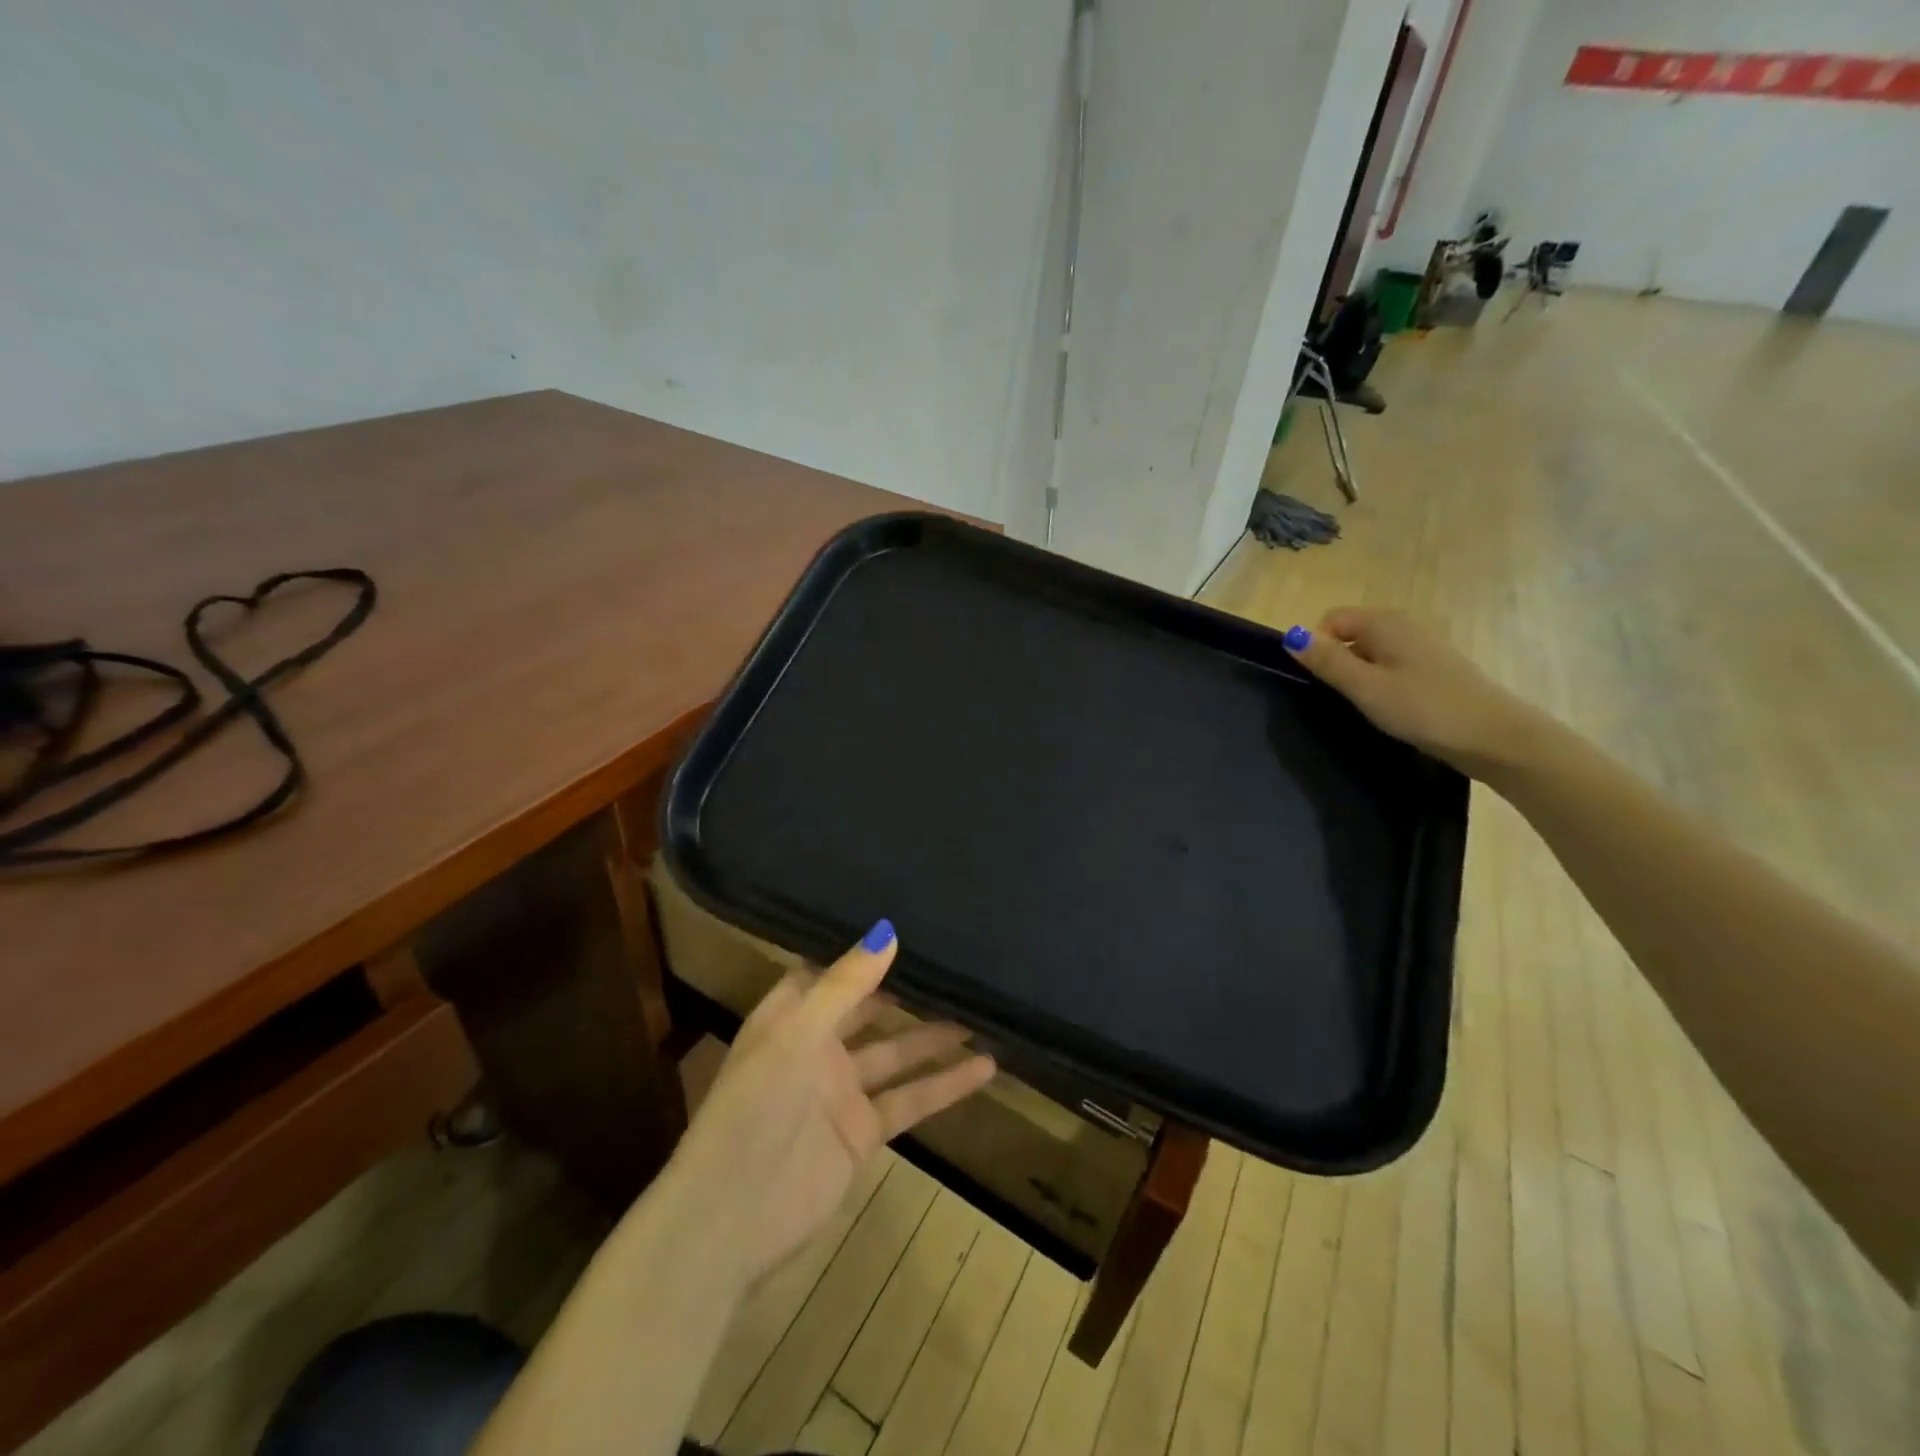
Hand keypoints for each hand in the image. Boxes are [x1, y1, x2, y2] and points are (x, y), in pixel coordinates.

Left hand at [666, 921, 996, 1285]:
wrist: (731, 1220)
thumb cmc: (754, 1108)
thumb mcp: (797, 1035)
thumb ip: (845, 986)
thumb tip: (889, 932)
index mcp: (788, 1018)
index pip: (827, 973)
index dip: (860, 954)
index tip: (905, 928)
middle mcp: (815, 1048)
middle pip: (868, 1010)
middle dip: (905, 991)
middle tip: (954, 966)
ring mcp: (840, 1092)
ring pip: (896, 1053)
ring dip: (934, 1037)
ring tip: (981, 1014)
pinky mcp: (862, 1132)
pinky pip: (910, 1099)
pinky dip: (946, 1085)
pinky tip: (985, 1067)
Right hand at [1284, 607, 1545, 779]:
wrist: (1493, 737)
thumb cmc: (1423, 708)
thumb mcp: (1365, 687)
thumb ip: (1326, 661)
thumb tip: (1291, 636)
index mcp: (1384, 622)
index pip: (1330, 620)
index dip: (1317, 647)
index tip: (1323, 682)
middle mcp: (1403, 625)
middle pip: (1350, 635)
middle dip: (1336, 663)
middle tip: (1343, 698)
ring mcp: (1421, 646)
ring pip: (1370, 653)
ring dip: (1358, 677)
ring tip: (1367, 707)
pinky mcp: (1433, 669)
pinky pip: (1390, 667)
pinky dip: (1381, 684)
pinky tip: (1390, 710)